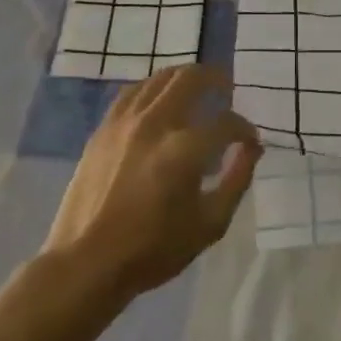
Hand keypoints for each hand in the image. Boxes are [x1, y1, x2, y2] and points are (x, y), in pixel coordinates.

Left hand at [43, 66, 262, 300]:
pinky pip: (132, 93)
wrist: (87, 263)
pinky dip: (153, 89)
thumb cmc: (154, 249)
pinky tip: (160, 101)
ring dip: (185, 78)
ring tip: (198, 89)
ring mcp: (124, 123)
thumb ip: (237, 180)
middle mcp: (155, 124)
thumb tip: (252, 149)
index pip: (226, 123)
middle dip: (217, 80)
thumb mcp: (211, 224)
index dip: (245, 130)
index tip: (250, 143)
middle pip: (191, 79)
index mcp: (185, 149)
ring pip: (159, 78)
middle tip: (228, 90)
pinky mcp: (103, 130)